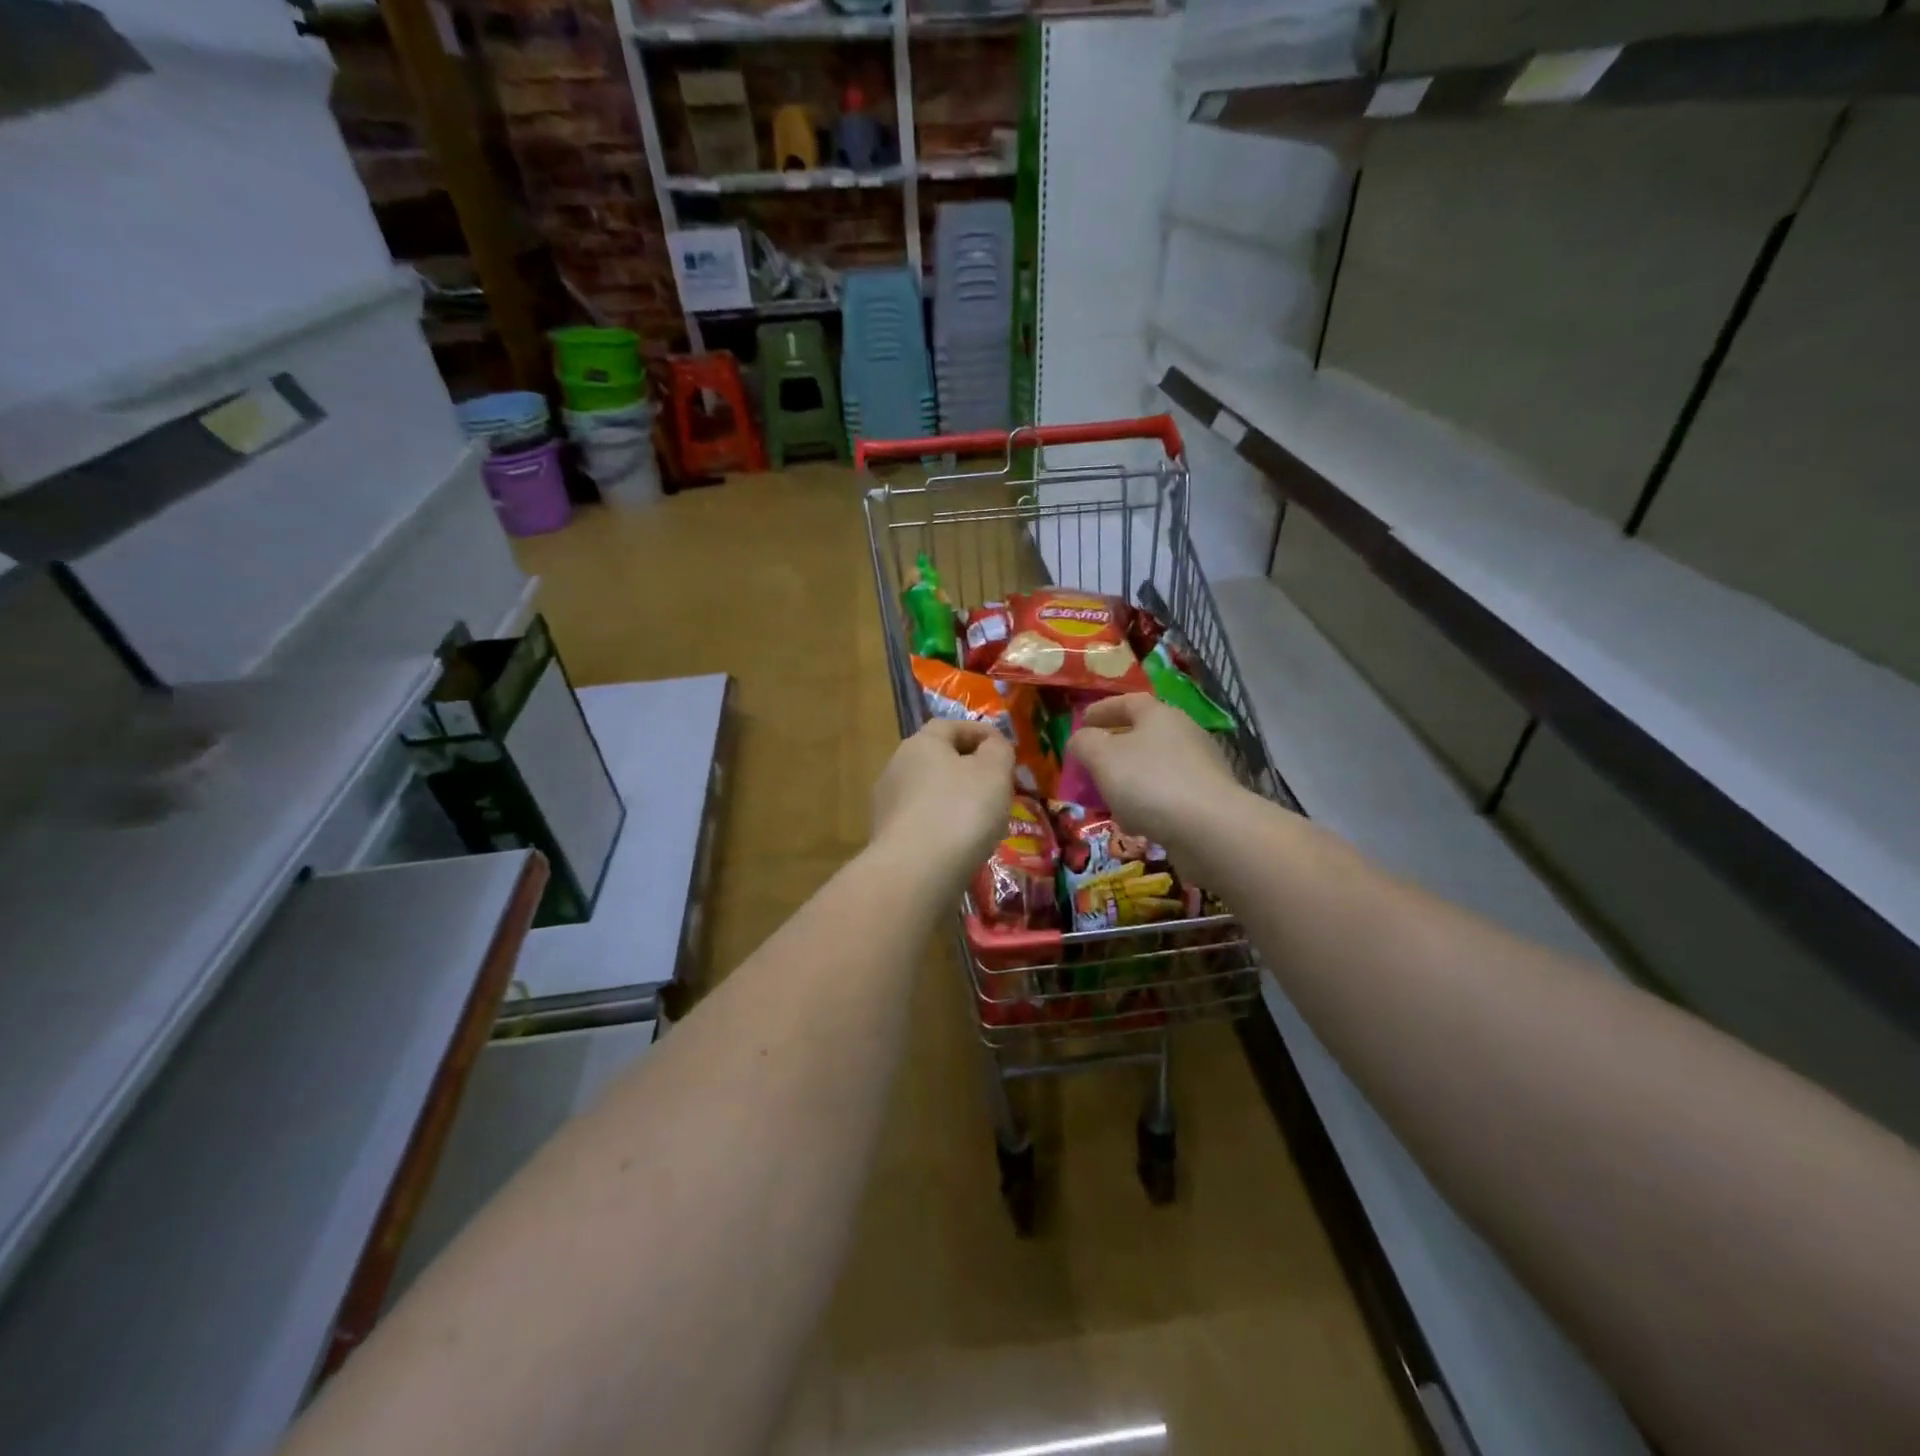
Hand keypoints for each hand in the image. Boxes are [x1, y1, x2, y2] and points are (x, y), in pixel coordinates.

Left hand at [871, 718, 1014, 879]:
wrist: (916, 873)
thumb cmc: (960, 811)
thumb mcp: (994, 772)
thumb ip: (998, 751)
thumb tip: (992, 745)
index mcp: (920, 744)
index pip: (950, 725)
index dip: (980, 732)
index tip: (1005, 749)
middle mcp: (896, 768)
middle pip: (937, 759)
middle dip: (967, 768)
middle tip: (997, 785)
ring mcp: (888, 805)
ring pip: (929, 792)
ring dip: (954, 799)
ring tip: (983, 819)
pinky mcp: (887, 839)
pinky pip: (922, 823)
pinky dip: (942, 826)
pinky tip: (960, 844)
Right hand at [1067, 694, 1241, 852]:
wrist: (1210, 829)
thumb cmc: (1150, 783)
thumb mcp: (1103, 757)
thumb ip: (1085, 743)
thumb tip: (1080, 739)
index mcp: (1159, 715)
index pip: (1127, 702)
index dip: (1102, 710)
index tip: (1081, 722)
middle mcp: (1184, 734)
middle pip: (1144, 734)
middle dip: (1115, 748)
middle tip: (1092, 763)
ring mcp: (1200, 768)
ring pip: (1155, 767)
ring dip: (1131, 780)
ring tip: (1109, 799)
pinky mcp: (1208, 799)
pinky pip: (1169, 795)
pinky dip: (1148, 804)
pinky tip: (1136, 823)